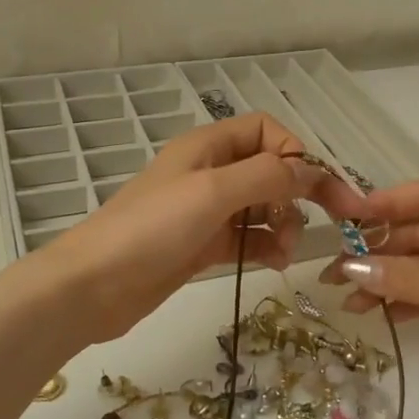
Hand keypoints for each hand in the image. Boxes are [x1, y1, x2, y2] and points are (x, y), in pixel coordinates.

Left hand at [37, 112, 367, 343]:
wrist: (93, 286)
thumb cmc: (152, 229)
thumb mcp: (212, 192)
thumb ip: (266, 176)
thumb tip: (311, 170)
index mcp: (208, 146)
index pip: (265, 131)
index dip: (294, 152)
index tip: (315, 186)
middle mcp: (209, 172)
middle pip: (268, 169)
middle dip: (296, 192)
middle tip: (325, 221)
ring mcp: (205, 211)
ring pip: (261, 207)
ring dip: (283, 223)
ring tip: (286, 249)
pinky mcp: (201, 245)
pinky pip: (246, 238)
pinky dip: (265, 246)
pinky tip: (274, 263)